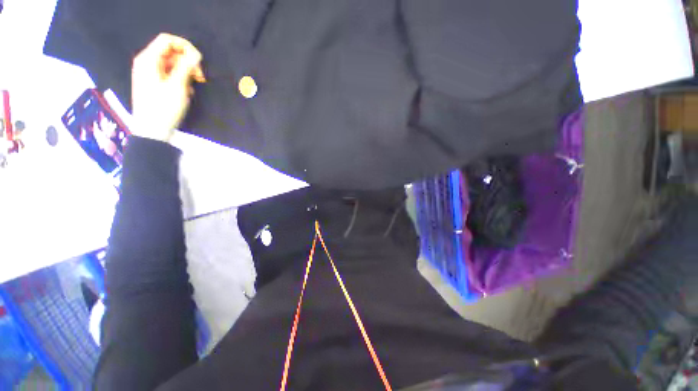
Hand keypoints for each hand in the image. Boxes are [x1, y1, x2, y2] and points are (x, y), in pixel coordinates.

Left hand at [131, 33, 204, 141]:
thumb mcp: (177, 85)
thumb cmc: (164, 107)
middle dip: (188, 61)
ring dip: (186, 72)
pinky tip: (187, 90)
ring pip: (172, 64)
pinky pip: (170, 74)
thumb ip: (186, 66)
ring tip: (195, 85)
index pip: (167, 40)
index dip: (185, 46)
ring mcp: (150, 73)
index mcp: (148, 59)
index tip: (199, 60)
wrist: (152, 130)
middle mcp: (147, 62)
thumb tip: (196, 54)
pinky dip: (181, 79)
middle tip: (200, 77)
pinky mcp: (155, 83)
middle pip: (171, 52)